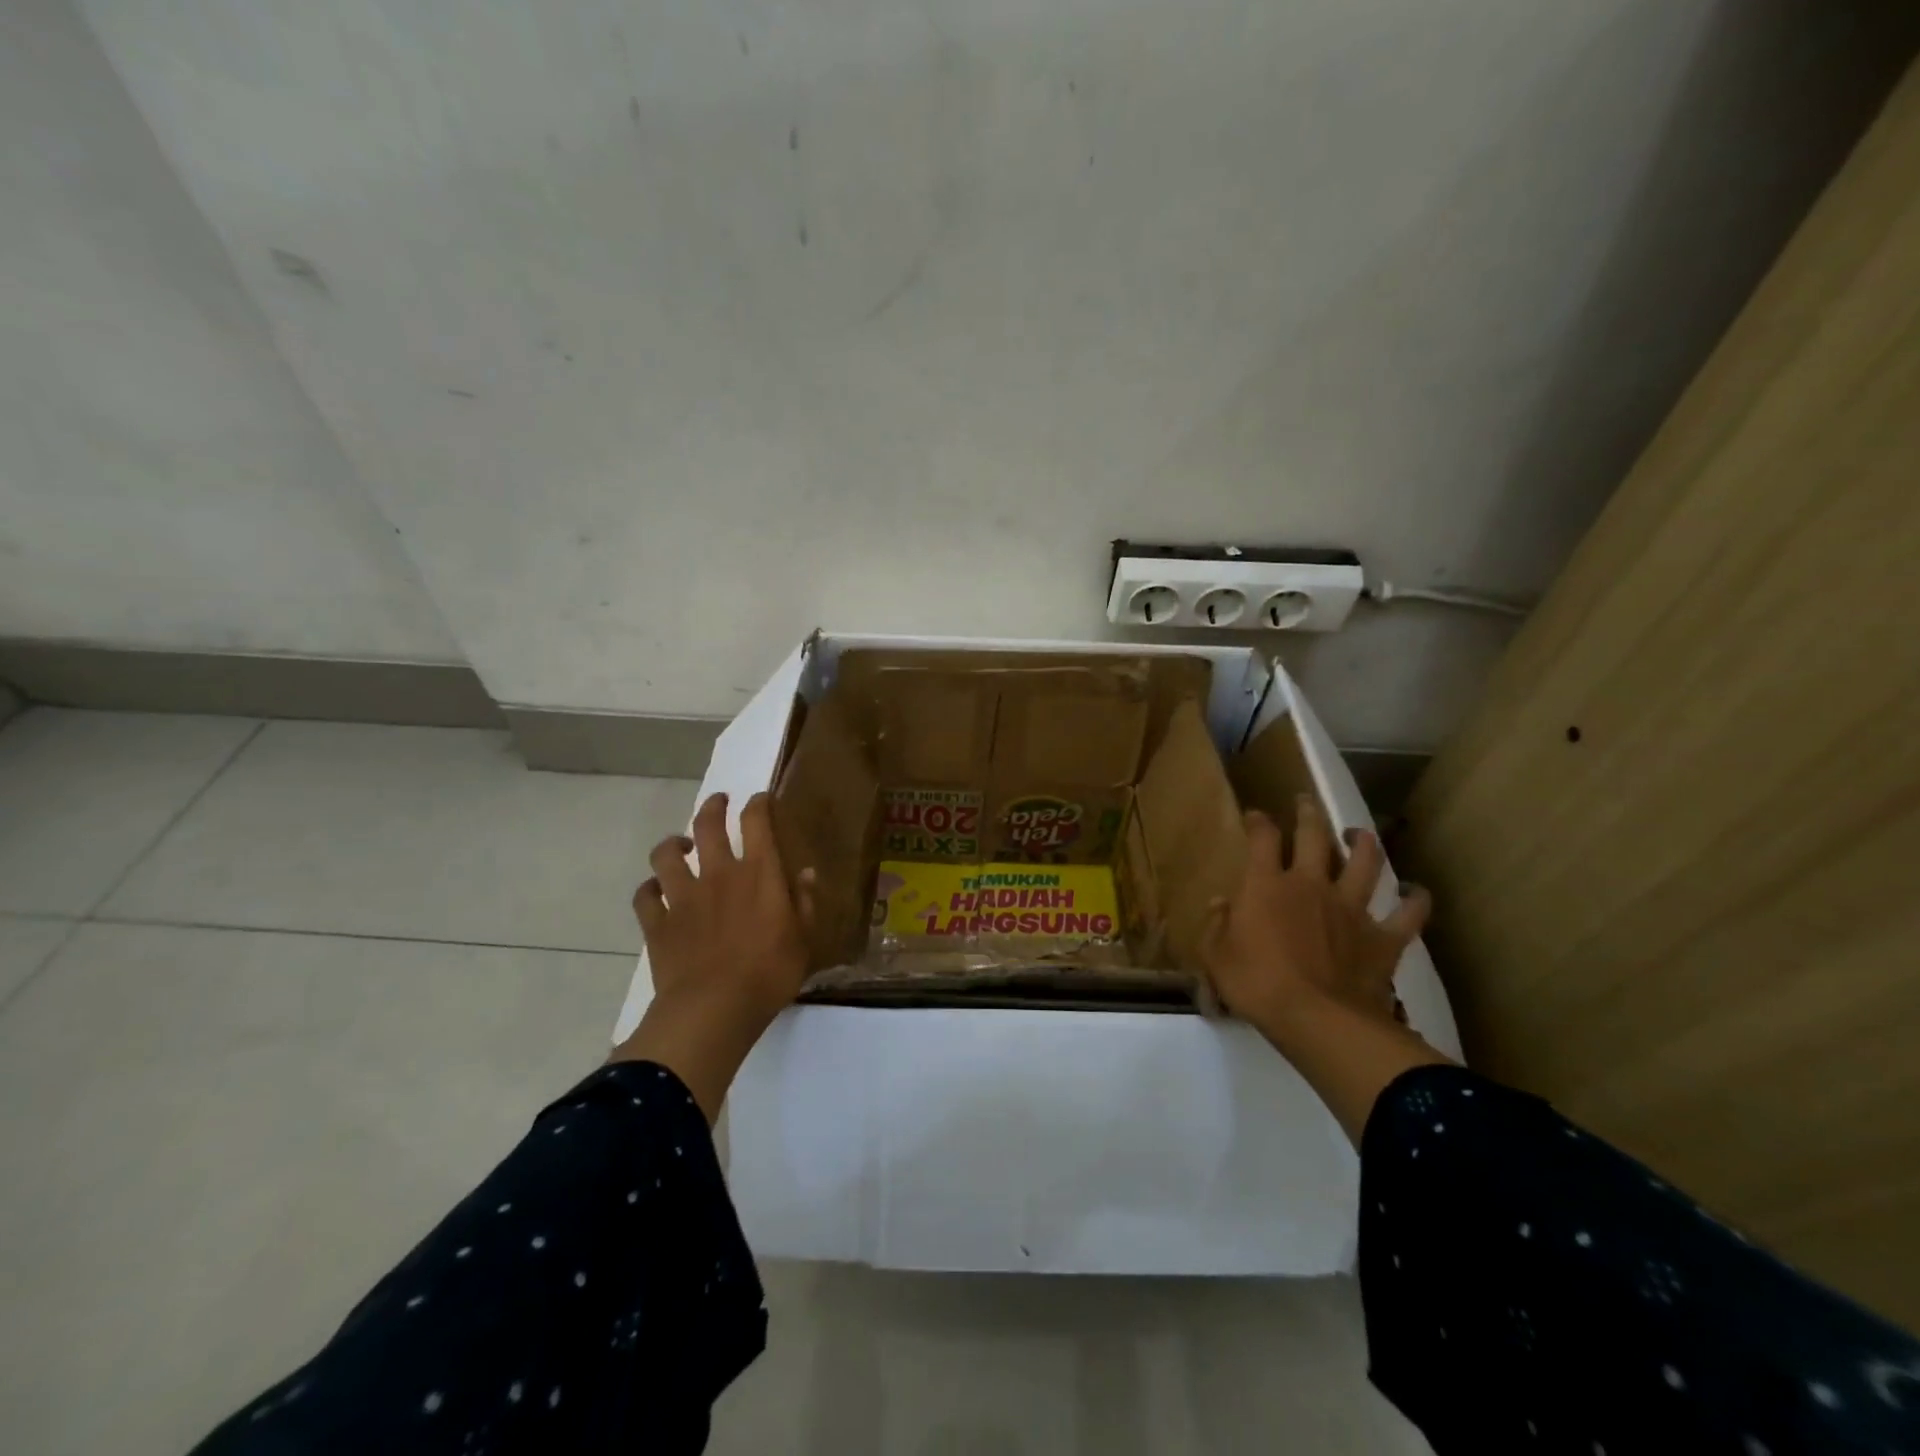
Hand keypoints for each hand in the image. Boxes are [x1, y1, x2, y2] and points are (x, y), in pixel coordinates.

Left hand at [610, 791, 815, 1120]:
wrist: (713, 1009)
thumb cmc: (769, 974)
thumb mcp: (804, 939)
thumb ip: (804, 902)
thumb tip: (806, 872)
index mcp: (759, 873)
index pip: (757, 821)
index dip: (758, 804)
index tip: (760, 800)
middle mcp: (719, 873)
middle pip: (707, 825)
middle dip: (713, 807)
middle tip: (718, 802)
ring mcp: (683, 896)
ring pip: (666, 855)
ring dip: (672, 845)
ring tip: (679, 846)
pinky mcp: (657, 922)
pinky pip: (644, 896)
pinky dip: (648, 889)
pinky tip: (654, 891)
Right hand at [1203, 793, 1430, 1049]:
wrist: (1318, 1019)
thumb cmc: (1256, 984)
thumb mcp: (1216, 956)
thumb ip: (1216, 925)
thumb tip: (1220, 903)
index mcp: (1266, 885)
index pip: (1262, 838)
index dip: (1258, 822)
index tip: (1255, 816)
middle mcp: (1310, 885)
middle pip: (1314, 836)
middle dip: (1309, 814)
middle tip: (1306, 802)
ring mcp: (1351, 908)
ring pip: (1366, 863)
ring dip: (1364, 843)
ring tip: (1360, 834)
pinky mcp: (1383, 937)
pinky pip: (1409, 913)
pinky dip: (1416, 900)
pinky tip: (1416, 892)